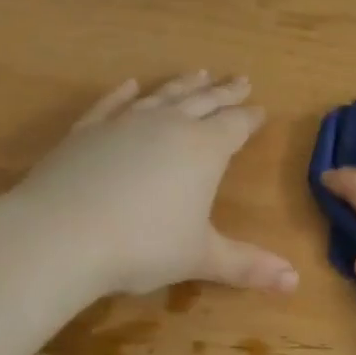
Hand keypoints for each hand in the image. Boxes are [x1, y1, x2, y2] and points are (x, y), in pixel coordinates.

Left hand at [6, 72, 297, 299]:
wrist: (60, 234)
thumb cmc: (143, 245)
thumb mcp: (201, 257)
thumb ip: (247, 265)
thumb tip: (295, 282)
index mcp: (204, 149)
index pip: (236, 125)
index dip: (250, 118)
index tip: (261, 108)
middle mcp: (169, 125)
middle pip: (204, 101)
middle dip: (225, 92)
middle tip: (240, 79)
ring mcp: (125, 122)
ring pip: (163, 95)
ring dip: (183, 84)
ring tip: (199, 72)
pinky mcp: (87, 130)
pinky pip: (113, 103)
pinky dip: (125, 93)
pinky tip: (131, 85)